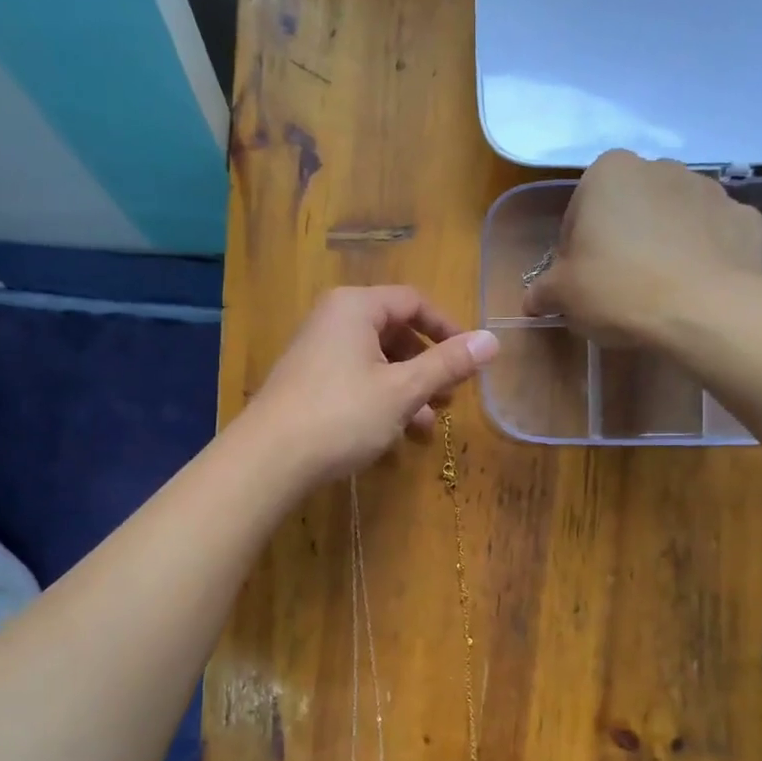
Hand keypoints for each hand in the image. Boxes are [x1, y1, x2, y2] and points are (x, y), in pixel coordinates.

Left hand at [247, 287, 498, 483]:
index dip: (447, 329)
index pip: (413, 302)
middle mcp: (333, 320)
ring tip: (427, 425)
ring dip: (407, 390)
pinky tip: (395, 436)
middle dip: (427, 366)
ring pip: (376, 362)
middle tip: (449, 398)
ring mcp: (316, 353)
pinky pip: (355, 381)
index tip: (470, 360)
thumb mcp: (403, 389)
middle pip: (394, 332)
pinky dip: (380, 400)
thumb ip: (448, 364)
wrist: (269, 459)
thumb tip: (493, 340)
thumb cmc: (342, 414)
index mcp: (355, 307)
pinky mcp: (307, 383)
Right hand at [522, 150, 761, 346]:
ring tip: (656, 292)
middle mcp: (661, 168)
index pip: (579, 211)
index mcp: (609, 173)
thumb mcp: (563, 296)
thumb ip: (543, 291)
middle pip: (628, 209)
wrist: (706, 311)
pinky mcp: (745, 219)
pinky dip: (702, 256)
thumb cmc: (619, 290)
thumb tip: (534, 299)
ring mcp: (710, 189)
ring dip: (661, 244)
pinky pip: (712, 236)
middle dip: (620, 240)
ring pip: (672, 219)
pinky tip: (692, 289)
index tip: (580, 281)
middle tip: (615, 287)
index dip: (574, 249)